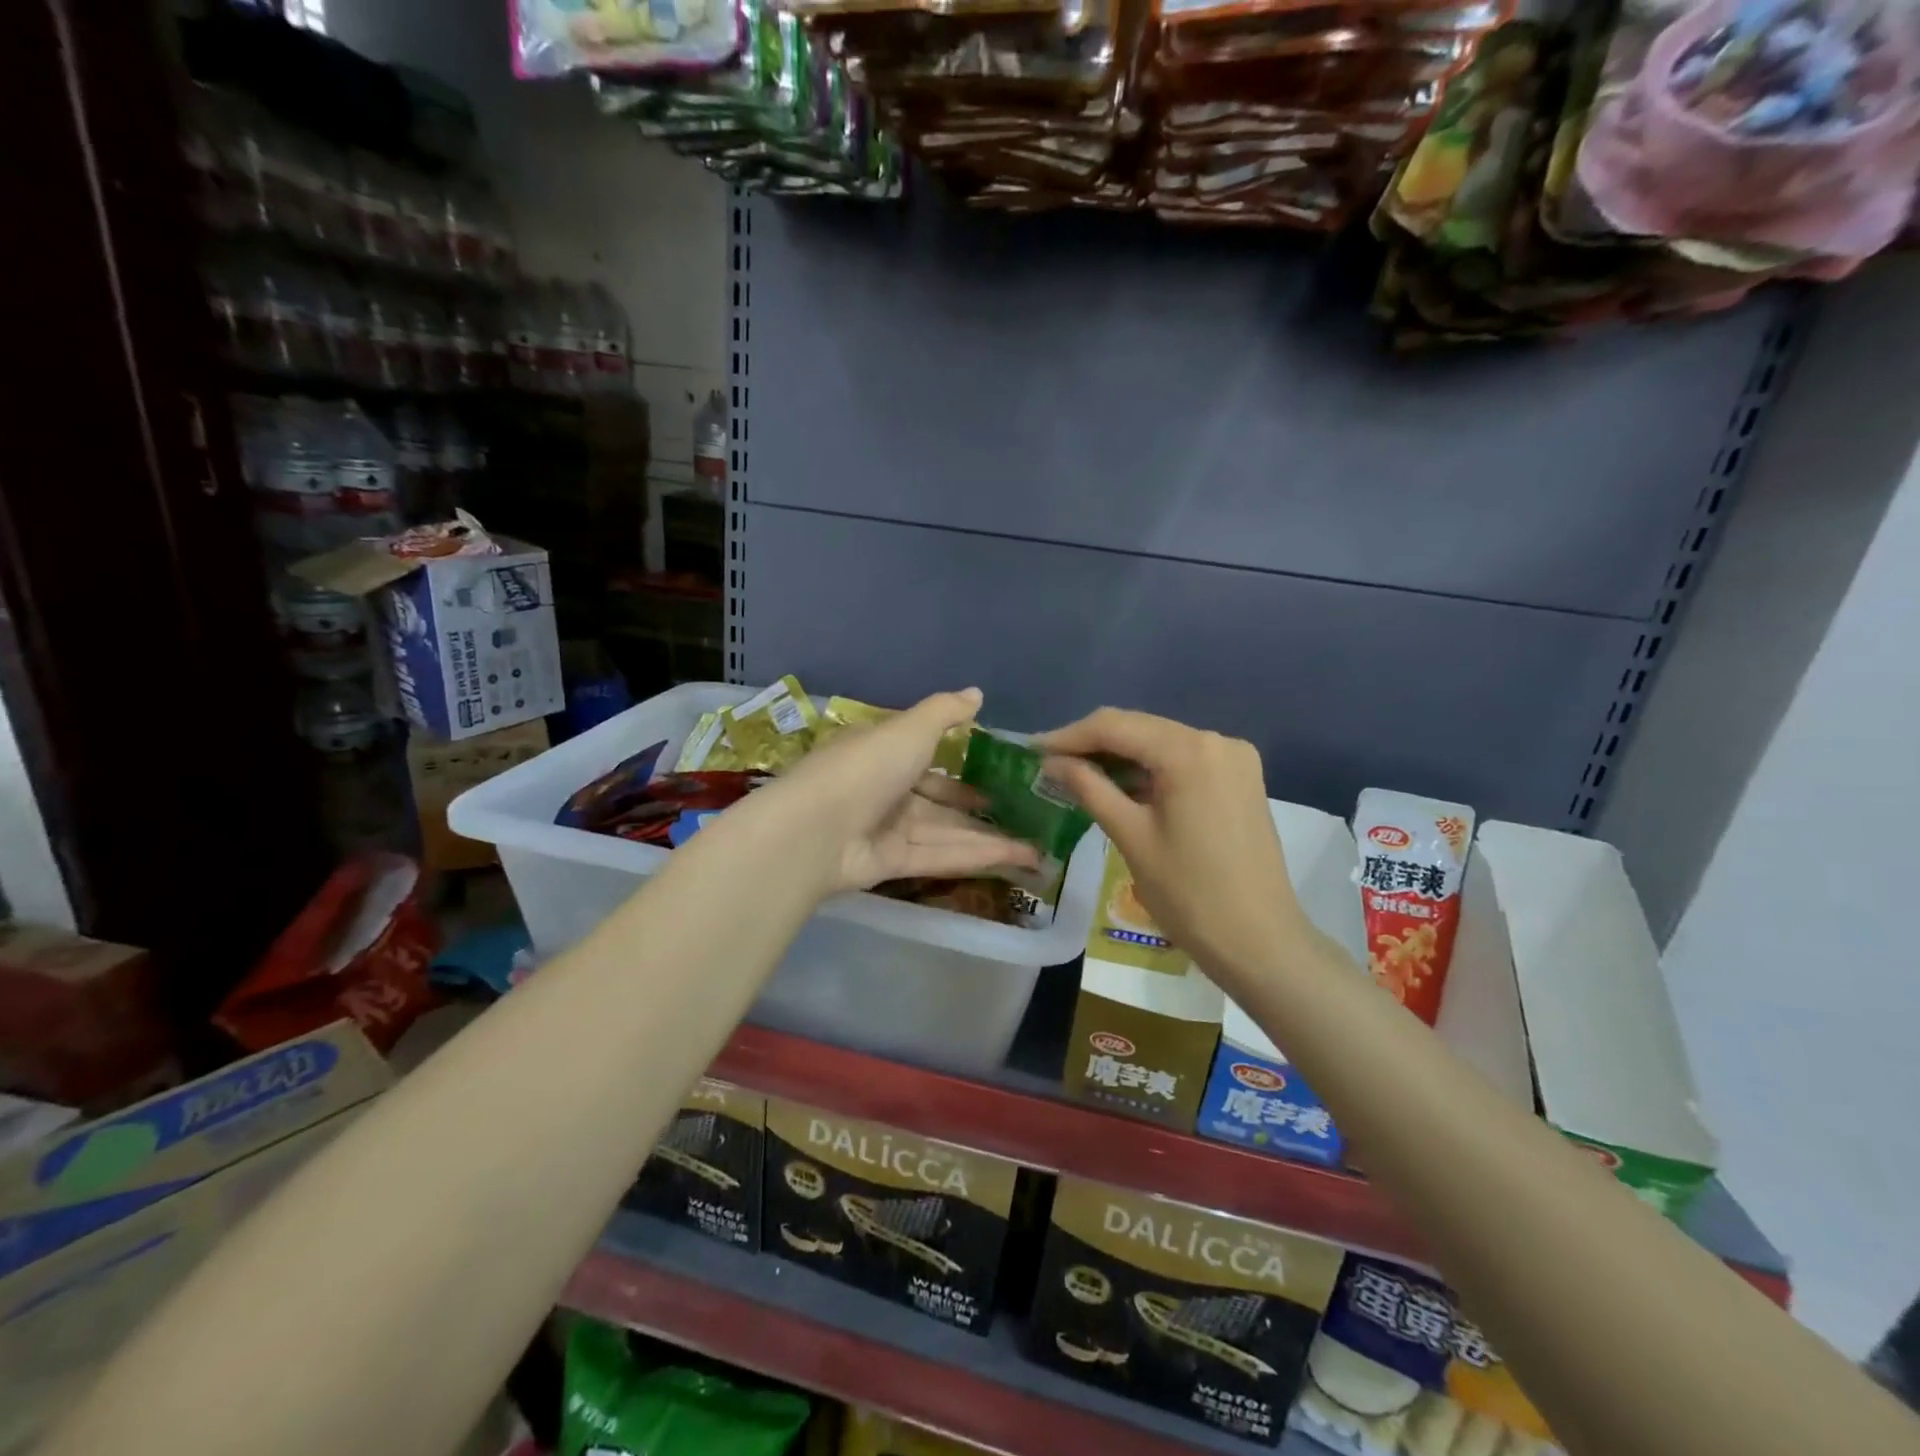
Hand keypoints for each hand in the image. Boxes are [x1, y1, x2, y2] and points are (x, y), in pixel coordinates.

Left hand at [771, 688, 1040, 895]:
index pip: (928, 754)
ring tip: (1038, 845)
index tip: (1001, 768)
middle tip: (1027, 812)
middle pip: (942, 799)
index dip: (964, 761)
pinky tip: (1018, 857)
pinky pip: (941, 856)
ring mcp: (889, 829)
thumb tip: (977, 693)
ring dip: (991, 837)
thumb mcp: (909, 728)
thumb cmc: (865, 767)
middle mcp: (887, 789)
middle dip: (982, 806)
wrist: (815, 830)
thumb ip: (945, 712)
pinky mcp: (893, 863)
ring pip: (948, 831)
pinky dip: (977, 856)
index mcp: (885, 751)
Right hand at [1039, 708, 1310, 980]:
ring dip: (1120, 755)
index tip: (1031, 751)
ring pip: (1161, 742)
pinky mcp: (1240, 779)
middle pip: (1140, 728)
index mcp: (1189, 751)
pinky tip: (1120, 784)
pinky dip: (1149, 768)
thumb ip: (1090, 789)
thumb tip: (1052, 763)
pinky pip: (1183, 760)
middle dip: (1092, 743)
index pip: (1115, 726)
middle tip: (1049, 763)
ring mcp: (1234, 758)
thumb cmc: (1189, 894)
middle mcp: (1216, 740)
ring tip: (1076, 773)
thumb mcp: (1131, 837)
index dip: (1069, 736)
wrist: (1260, 941)